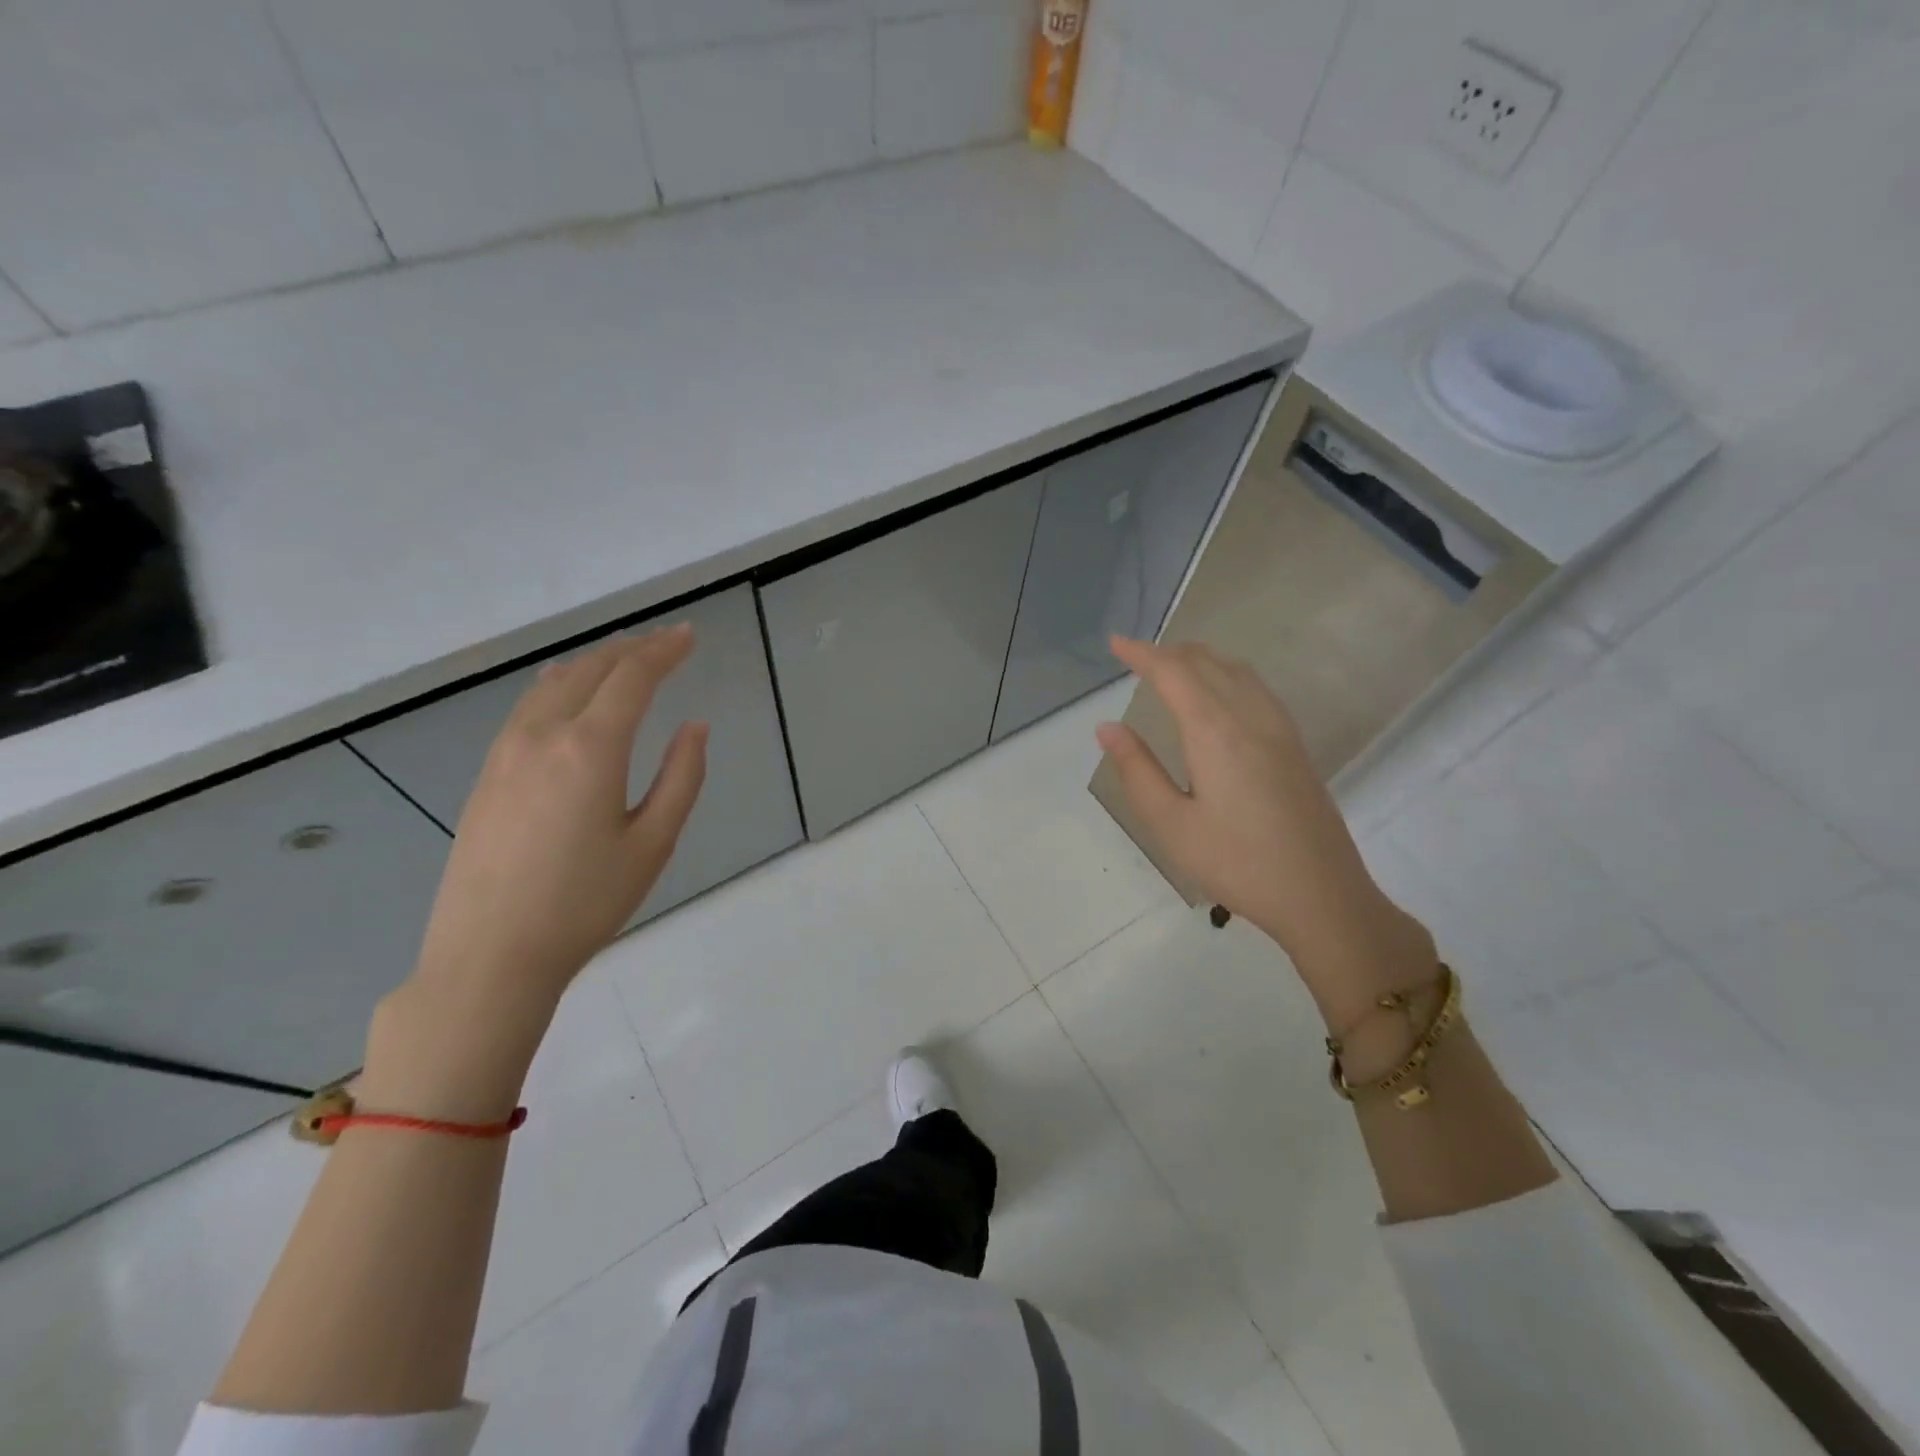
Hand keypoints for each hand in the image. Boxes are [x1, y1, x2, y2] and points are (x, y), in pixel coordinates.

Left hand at [413, 624, 708, 1012]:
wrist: (489, 956)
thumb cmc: (585, 903)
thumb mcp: (653, 844)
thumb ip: (682, 778)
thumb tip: (694, 727)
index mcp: (590, 749)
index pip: (632, 677)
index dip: (664, 651)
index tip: (689, 635)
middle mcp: (542, 735)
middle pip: (589, 669)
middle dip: (630, 648)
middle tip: (664, 643)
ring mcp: (505, 753)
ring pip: (552, 683)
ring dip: (593, 662)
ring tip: (623, 658)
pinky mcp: (486, 774)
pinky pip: (528, 707)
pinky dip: (560, 685)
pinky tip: (570, 695)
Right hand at [1096, 636, 1433, 1026]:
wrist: (1322, 895)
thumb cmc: (1237, 863)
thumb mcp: (1171, 825)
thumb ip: (1138, 771)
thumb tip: (1107, 727)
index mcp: (1215, 732)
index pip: (1173, 673)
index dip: (1141, 653)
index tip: (1115, 642)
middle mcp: (1250, 717)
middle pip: (1207, 663)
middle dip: (1168, 652)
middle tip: (1135, 658)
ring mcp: (1279, 728)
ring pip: (1236, 670)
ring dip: (1199, 659)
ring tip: (1171, 667)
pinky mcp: (1295, 745)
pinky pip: (1256, 687)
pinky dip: (1226, 674)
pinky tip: (1219, 695)